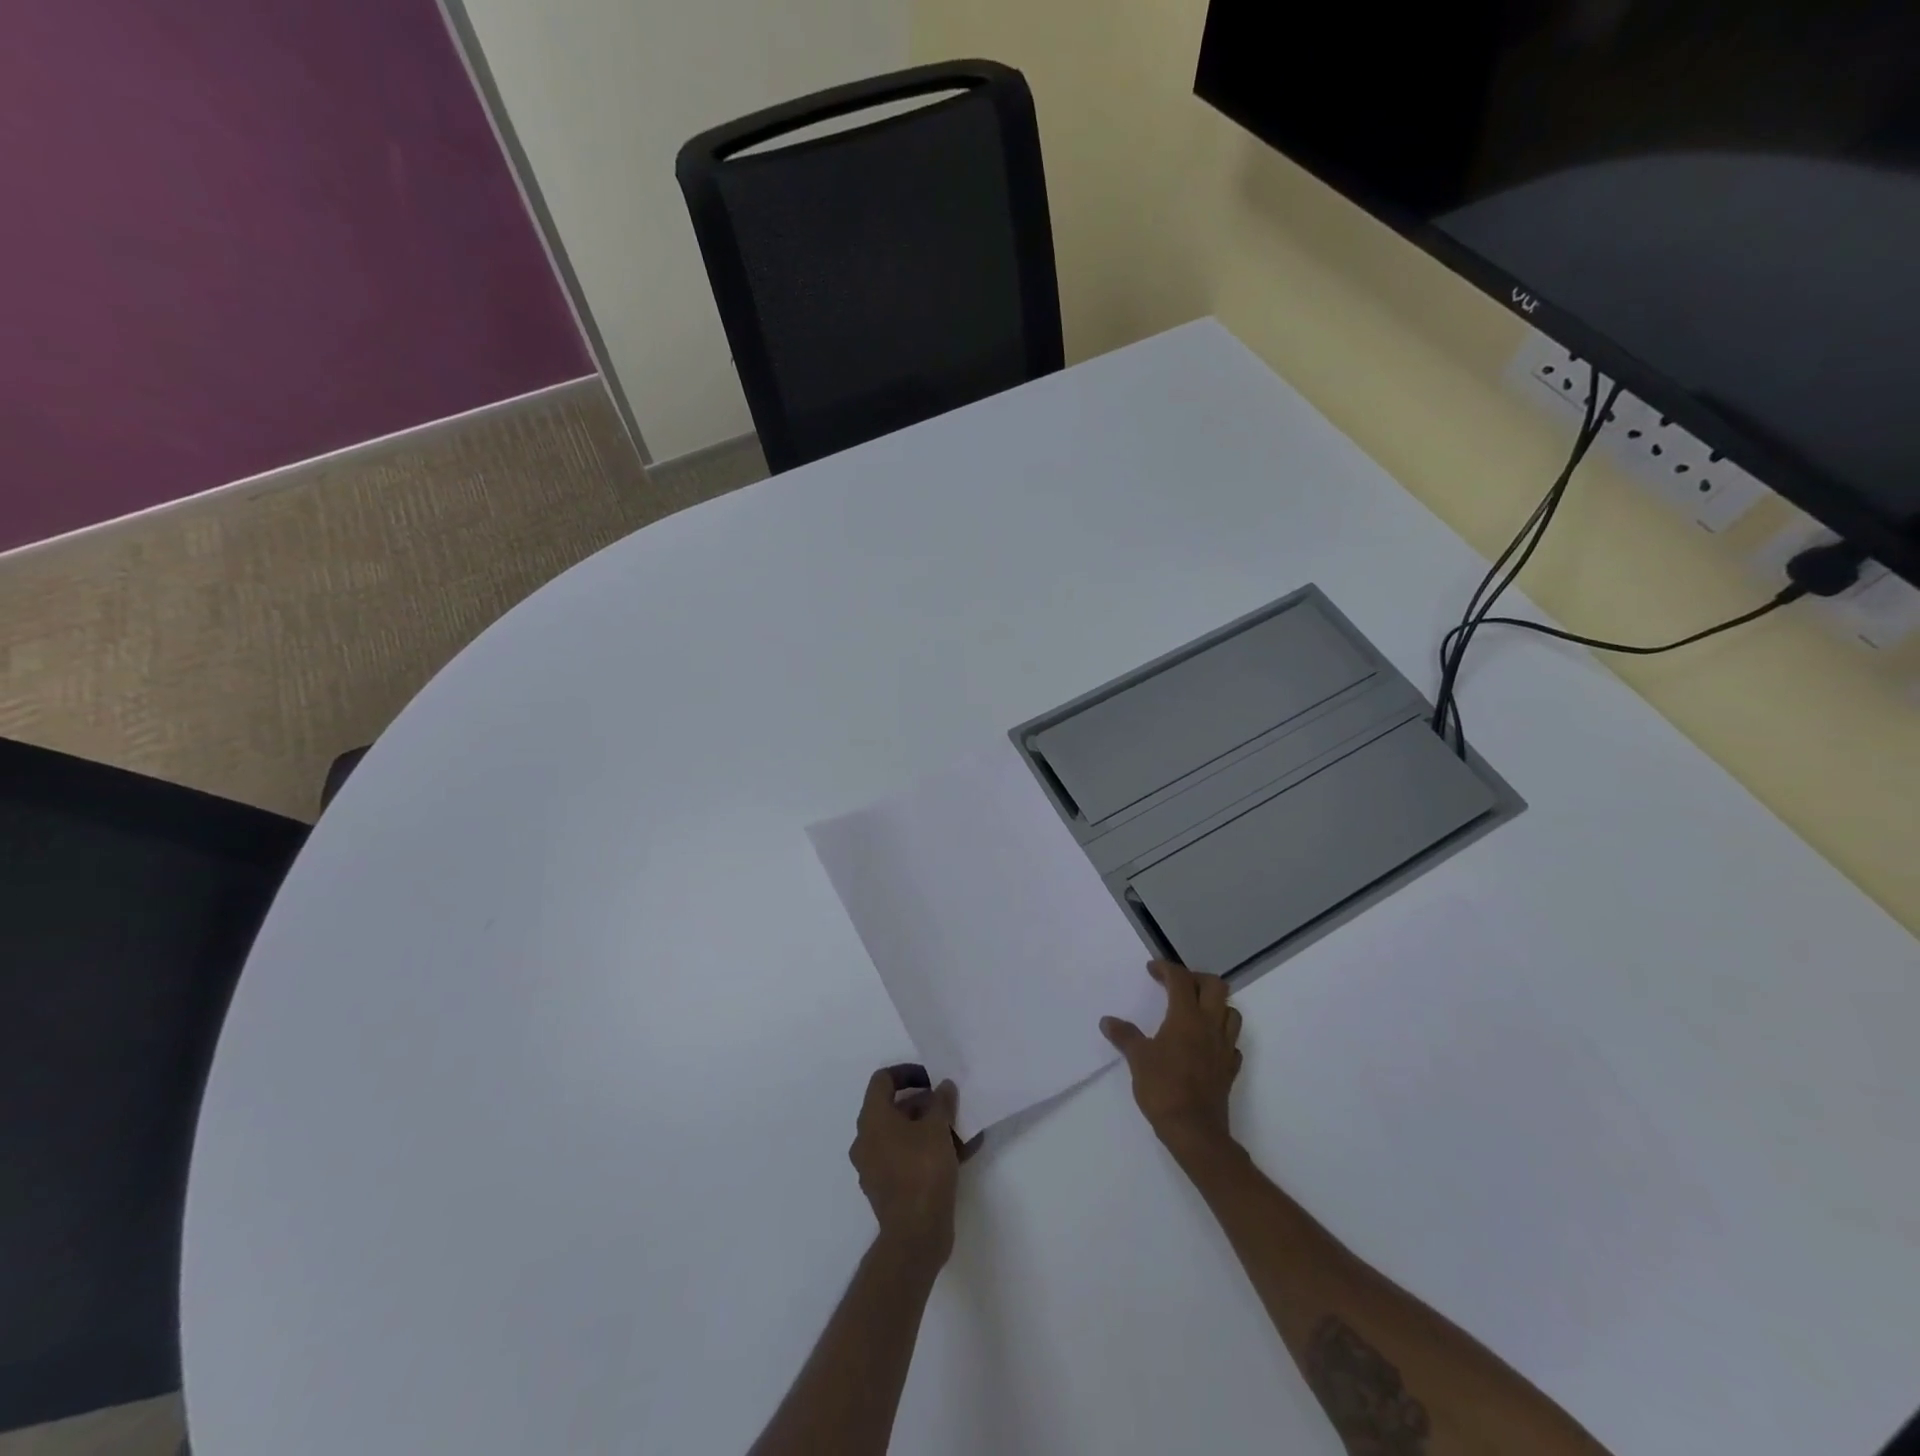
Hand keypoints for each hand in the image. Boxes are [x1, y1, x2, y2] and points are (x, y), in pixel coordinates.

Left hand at [849, 1066, 961, 1268]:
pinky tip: (958, 1154)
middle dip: (924, 1103)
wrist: (915, 1235)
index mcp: (872, 1119)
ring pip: (902, 1135)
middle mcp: (867, 1140)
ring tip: (959, 1129)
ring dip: (928, 1128)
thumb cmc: (922, 1170)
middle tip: (949, 1105)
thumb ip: (941, 1101)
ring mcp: (874, 1167)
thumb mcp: (937, 1128)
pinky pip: (906, 1158)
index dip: (907, 1072)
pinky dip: (927, 1151)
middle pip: (893, 1108)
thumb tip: (943, 1087)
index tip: (931, 1079)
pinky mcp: (887, 1189)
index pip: (882, 1080)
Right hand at [1101, 960, 1242, 1153]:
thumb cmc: (1163, 1088)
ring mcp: (1224, 1047)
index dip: (1166, 969)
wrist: (1194, 1130)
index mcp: (1186, 1017)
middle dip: (1196, 978)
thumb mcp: (1138, 1059)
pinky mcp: (1230, 1068)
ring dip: (1215, 1004)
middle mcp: (1210, 1025)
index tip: (1151, 970)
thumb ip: (1124, 1035)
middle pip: (1215, 986)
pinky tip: (1206, 1043)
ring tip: (1195, 1011)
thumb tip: (1107, 1021)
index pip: (1181, 979)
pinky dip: (1221, 1035)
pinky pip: (1232, 1042)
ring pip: (1231, 1012)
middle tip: (1176, 986)